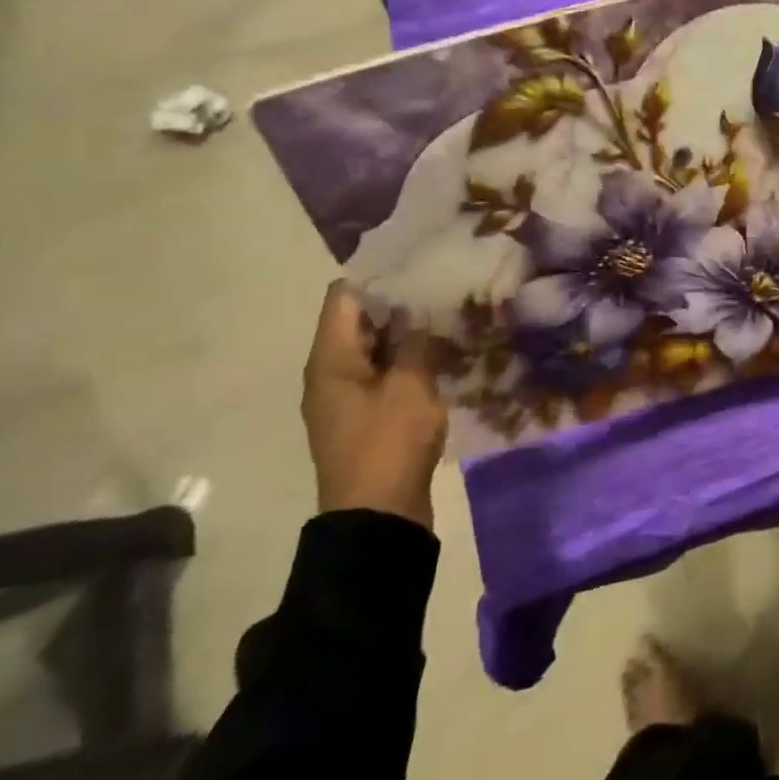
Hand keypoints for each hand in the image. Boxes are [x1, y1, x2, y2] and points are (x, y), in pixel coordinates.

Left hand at [301, 283, 448, 530]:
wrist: (378, 516)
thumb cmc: (389, 442)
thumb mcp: (411, 384)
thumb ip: (415, 341)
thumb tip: (416, 311)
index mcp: (331, 359)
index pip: (344, 297)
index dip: (377, 276)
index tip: (418, 264)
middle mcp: (330, 373)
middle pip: (359, 321)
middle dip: (398, 304)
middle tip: (443, 287)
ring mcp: (346, 397)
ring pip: (375, 349)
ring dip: (406, 334)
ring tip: (448, 316)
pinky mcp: (365, 417)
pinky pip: (383, 374)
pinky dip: (407, 361)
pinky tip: (441, 356)